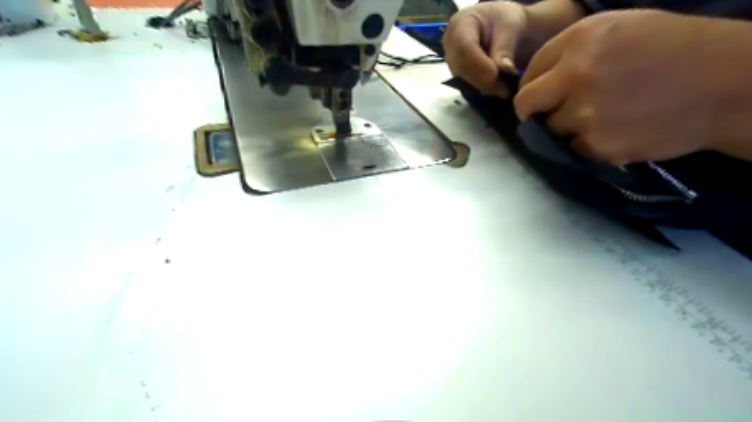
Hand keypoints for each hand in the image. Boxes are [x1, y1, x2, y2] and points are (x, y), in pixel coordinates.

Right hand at [443, 2, 527, 95]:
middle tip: (505, 90)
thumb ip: (505, 48)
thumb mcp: (511, 26)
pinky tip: (496, 89)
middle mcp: (449, 45)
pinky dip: (482, 90)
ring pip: (462, 81)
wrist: (501, 26)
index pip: (464, 49)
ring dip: (483, 88)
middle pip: (461, 68)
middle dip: (482, 82)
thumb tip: (505, 70)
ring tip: (503, 89)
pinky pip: (466, 86)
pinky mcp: (456, 75)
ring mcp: (451, 62)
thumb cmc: (505, 21)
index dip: (480, 67)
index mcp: (459, 25)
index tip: (500, 78)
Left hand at [515, 9, 725, 163]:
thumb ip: (571, 53)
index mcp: (579, 41)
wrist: (728, 84)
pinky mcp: (597, 145)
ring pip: (550, 130)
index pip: (528, 74)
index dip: (531, 88)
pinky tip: (613, 132)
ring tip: (599, 118)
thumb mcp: (618, 30)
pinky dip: (586, 144)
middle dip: (533, 112)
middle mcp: (575, 76)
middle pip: (526, 105)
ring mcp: (584, 114)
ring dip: (564, 128)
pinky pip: (574, 148)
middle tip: (549, 114)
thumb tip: (537, 82)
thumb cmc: (674, 49)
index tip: (539, 97)